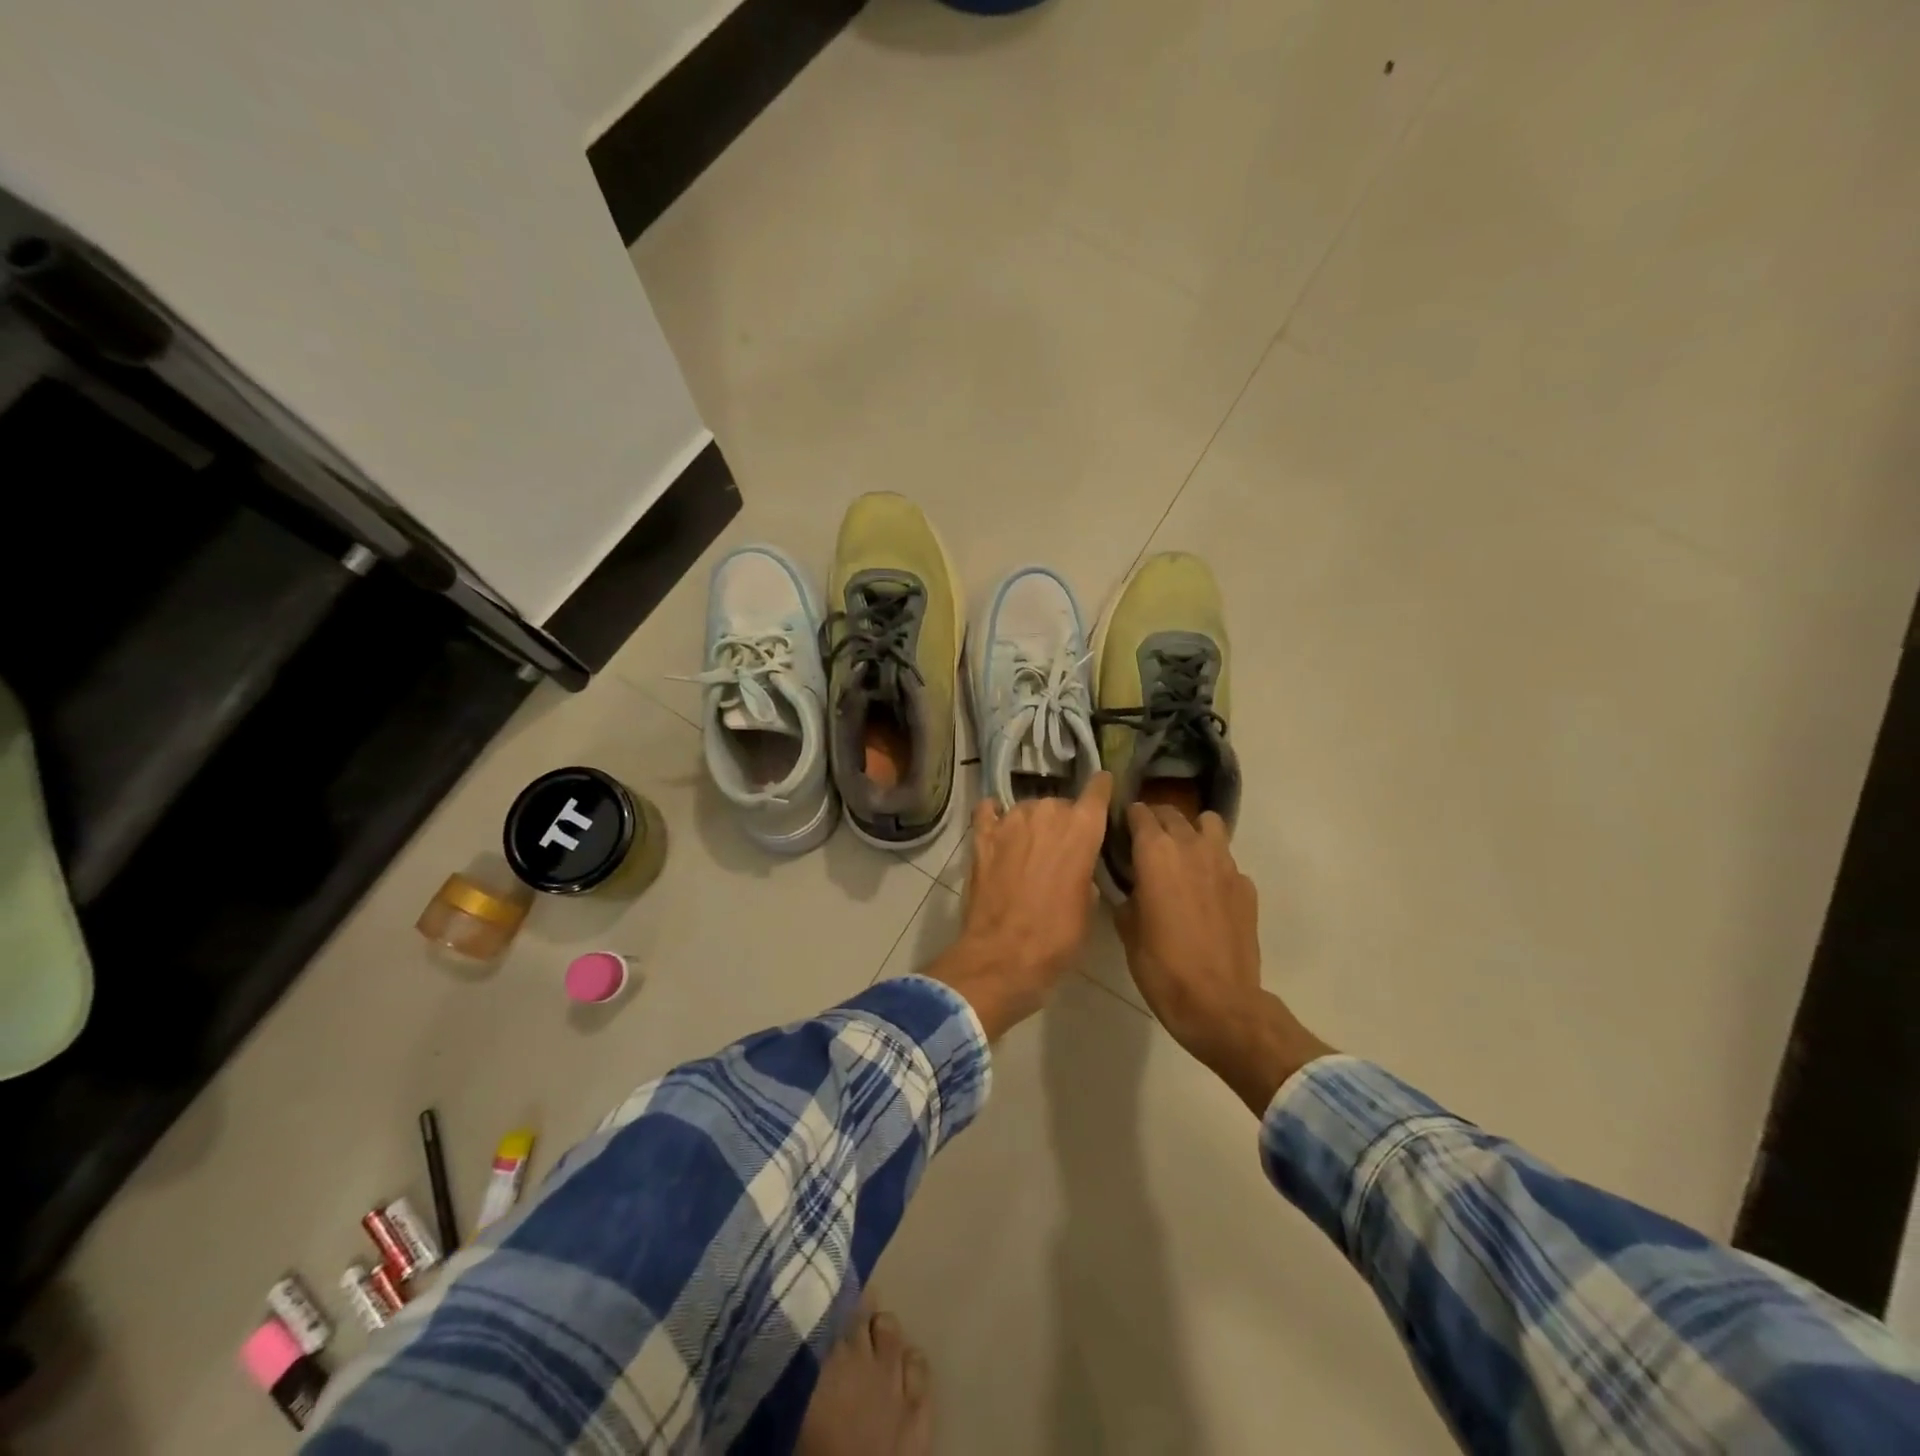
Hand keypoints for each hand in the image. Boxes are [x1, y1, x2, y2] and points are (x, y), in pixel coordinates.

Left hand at [929, 773, 1112, 1039]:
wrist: (1003, 955)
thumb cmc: (1057, 936)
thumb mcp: (1088, 906)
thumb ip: (1085, 871)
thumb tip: (1076, 864)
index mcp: (1081, 829)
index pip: (1096, 791)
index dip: (1101, 787)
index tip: (1102, 785)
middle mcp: (1046, 814)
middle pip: (1059, 804)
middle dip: (1063, 821)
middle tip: (1061, 849)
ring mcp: (1010, 822)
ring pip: (1026, 808)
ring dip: (1031, 823)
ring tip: (1030, 847)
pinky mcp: (982, 836)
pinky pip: (988, 811)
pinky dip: (994, 815)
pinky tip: (997, 824)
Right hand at [1117, 803, 1333, 1113]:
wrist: (1219, 1002)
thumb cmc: (1162, 966)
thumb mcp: (1128, 930)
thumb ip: (1127, 896)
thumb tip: (1131, 887)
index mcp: (1156, 853)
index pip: (1140, 813)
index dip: (1128, 817)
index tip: (1120, 828)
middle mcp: (1191, 847)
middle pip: (1173, 813)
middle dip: (1157, 820)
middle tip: (1145, 840)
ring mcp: (1225, 864)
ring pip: (1209, 825)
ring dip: (1192, 831)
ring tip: (1182, 855)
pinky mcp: (1246, 886)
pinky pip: (1226, 860)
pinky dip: (1214, 865)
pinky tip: (1206, 892)